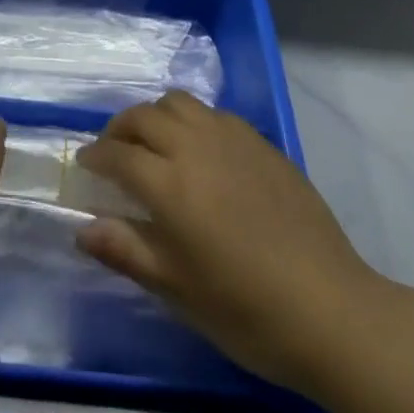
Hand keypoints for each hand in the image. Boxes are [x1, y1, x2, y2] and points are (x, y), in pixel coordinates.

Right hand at [75, 90, 383, 395]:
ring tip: (154, 142)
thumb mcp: (178, 290)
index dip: (95, 157)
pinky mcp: (261, 142)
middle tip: (113, 152)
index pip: (117, 155)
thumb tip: (82, 228)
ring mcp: (231, 138)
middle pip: (143, 117)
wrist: (331, 310)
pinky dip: (192, 120)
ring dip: (155, 115)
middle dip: (119, 129)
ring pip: (178, 102)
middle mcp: (194, 147)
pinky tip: (200, 150)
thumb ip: (126, 251)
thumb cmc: (246, 310)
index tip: (85, 165)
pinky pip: (213, 113)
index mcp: (169, 184)